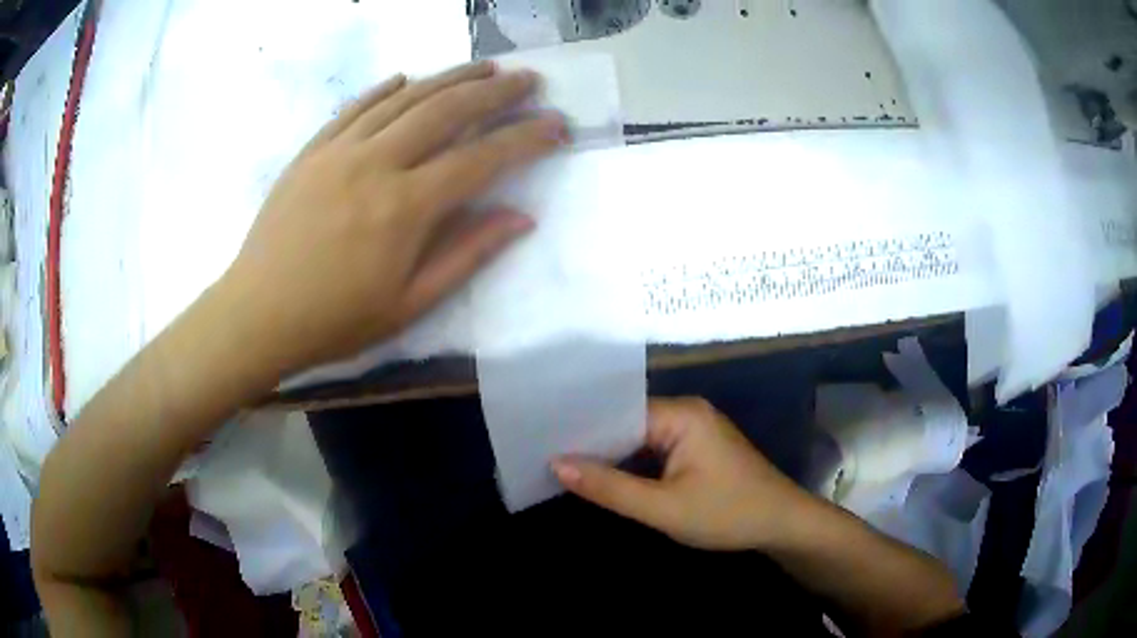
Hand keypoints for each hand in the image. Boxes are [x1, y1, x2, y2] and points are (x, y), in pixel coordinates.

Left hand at [220, 61, 567, 375]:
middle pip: (447, 111)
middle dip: (496, 91)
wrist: (257, 315)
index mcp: (405, 208)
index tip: (558, 124)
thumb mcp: (409, 304)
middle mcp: (376, 164)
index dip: (526, 138)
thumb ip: (467, 254)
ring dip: (449, 78)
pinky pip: (355, 107)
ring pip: (405, 99)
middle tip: (528, 79)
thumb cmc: (335, 320)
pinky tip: (406, 79)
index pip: (482, 158)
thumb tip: (520, 217)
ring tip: (483, 68)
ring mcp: (339, 151)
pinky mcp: (312, 151)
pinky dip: (386, 89)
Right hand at [552, 398, 811, 550]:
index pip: (619, 412)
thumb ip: (610, 487)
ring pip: (641, 439)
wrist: (783, 526)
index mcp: (682, 414)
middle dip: (594, 444)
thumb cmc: (727, 514)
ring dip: (613, 457)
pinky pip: (656, 450)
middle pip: (628, 423)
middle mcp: (688, 413)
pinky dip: (634, 465)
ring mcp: (695, 430)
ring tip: (566, 468)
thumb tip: (557, 463)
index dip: (582, 430)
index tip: (544, 443)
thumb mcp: (663, 508)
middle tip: (546, 458)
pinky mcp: (699, 449)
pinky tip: (607, 478)